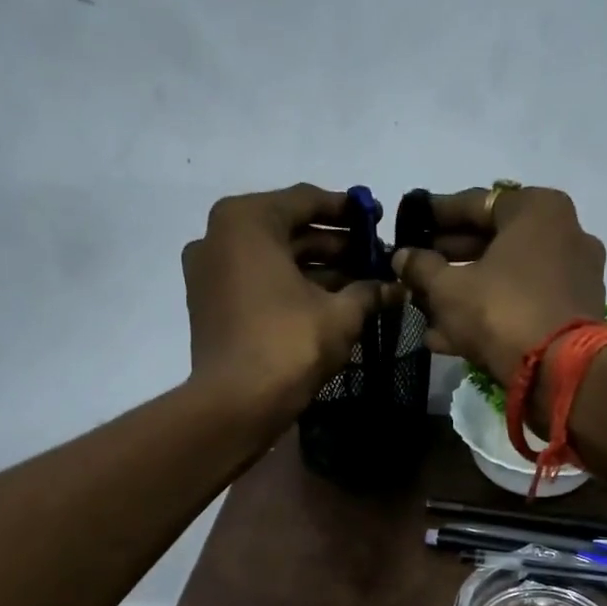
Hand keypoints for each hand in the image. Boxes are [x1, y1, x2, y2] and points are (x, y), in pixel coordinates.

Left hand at [182, 184, 394, 415]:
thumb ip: (369, 291)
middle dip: (334, 244)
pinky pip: (258, 283)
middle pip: (288, 231)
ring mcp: (210, 272)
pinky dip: (290, 288)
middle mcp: (220, 237)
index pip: (306, 200)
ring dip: (316, 269)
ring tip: (360, 283)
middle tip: (374, 257)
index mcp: (247, 221)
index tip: (376, 218)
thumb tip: (396, 287)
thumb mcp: (341, 314)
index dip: (347, 211)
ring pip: (274, 260)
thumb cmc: (289, 344)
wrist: (236, 404)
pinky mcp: (211, 305)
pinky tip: (329, 303)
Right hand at [391, 186, 606, 387]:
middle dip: (450, 259)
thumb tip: (401, 257)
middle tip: (416, 268)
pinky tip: (447, 335)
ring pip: (507, 278)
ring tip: (424, 307)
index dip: (437, 215)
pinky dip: (490, 313)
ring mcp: (573, 277)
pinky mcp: (574, 315)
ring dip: (465, 292)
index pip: (476, 203)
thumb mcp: (448, 289)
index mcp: (538, 210)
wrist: (560, 372)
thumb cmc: (501, 311)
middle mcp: (564, 234)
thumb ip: (421, 268)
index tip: (411, 223)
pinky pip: (523, 304)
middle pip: (494, 242)